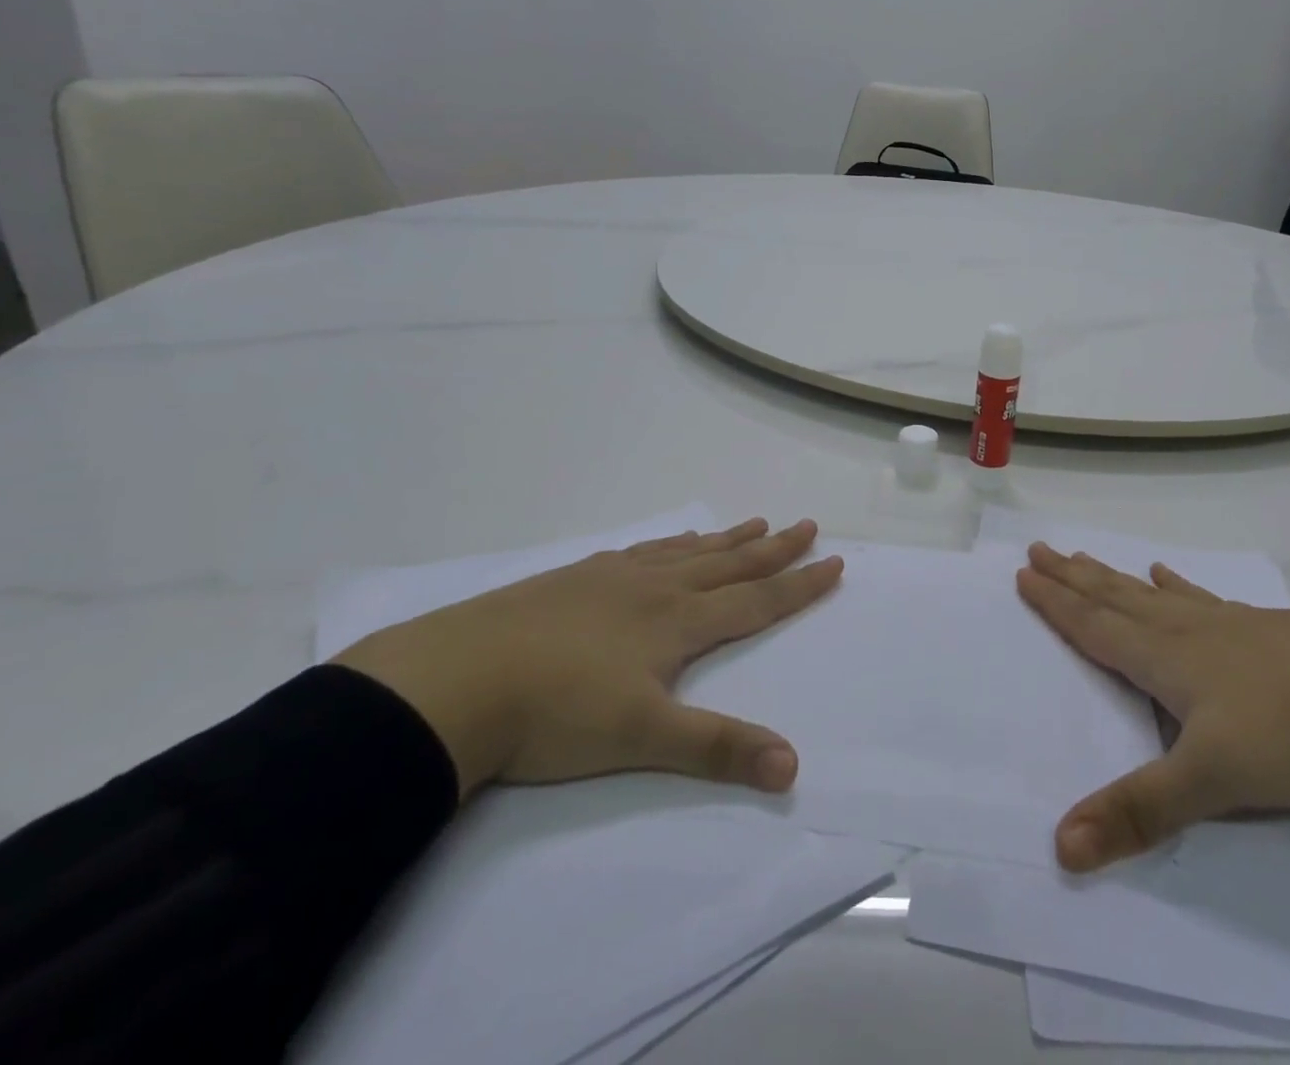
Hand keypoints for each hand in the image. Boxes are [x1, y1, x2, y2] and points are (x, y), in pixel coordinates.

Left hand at [336, 519, 840, 799]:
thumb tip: (792, 765)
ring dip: (725, 539)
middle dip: (773, 548)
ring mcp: (611, 578)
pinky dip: (668, 543)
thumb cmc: (556, 712)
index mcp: (677, 622)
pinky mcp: (573, 579)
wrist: (456, 681)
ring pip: (685, 552)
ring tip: (753, 522)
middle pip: (728, 563)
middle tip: (806, 523)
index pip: (755, 600)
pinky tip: (664, 544)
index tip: (833, 560)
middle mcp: (654, 589)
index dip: (798, 584)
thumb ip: (717, 748)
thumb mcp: (643, 738)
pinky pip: (639, 551)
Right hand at [1017, 544, 1289, 872]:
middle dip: (1073, 577)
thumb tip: (1061, 846)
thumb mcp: (1211, 782)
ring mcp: (1229, 625)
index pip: (1095, 626)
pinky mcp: (1266, 630)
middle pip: (1115, 598)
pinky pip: (1204, 600)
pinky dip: (1178, 585)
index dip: (1056, 603)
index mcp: (1165, 658)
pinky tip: (1170, 576)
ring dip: (1113, 577)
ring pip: (1153, 595)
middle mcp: (1187, 631)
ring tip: (1087, 556)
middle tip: (1040, 548)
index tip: (1024, 572)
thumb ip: (1138, 811)